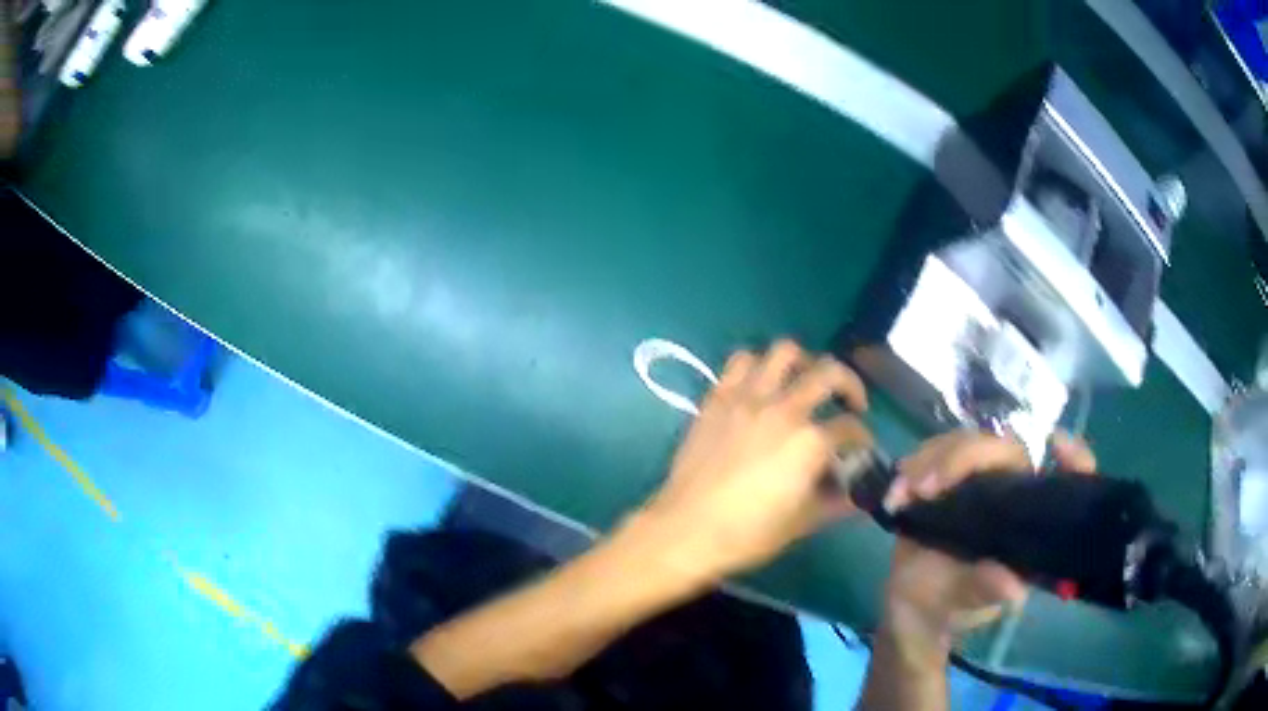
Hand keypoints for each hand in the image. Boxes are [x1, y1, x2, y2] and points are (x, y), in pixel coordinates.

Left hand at [638, 340, 871, 581]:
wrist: (686, 529)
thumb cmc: (747, 533)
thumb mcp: (802, 523)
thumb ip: (836, 503)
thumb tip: (857, 496)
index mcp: (810, 442)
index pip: (851, 428)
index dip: (863, 438)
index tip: (861, 448)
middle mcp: (784, 409)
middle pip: (830, 373)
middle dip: (850, 385)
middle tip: (850, 404)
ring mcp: (748, 397)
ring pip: (785, 352)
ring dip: (804, 362)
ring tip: (806, 381)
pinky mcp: (718, 397)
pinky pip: (741, 361)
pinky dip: (758, 365)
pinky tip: (762, 384)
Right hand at [881, 430, 1098, 649]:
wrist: (911, 607)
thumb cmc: (951, 605)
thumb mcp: (970, 603)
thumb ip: (987, 591)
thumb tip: (1013, 590)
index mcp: (1027, 516)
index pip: (1061, 479)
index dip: (1072, 459)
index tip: (1057, 445)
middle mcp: (1009, 489)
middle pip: (1002, 447)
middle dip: (962, 457)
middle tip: (925, 486)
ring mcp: (975, 479)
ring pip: (964, 443)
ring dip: (931, 459)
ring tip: (904, 492)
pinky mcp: (944, 477)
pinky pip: (934, 454)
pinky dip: (914, 466)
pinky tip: (896, 491)